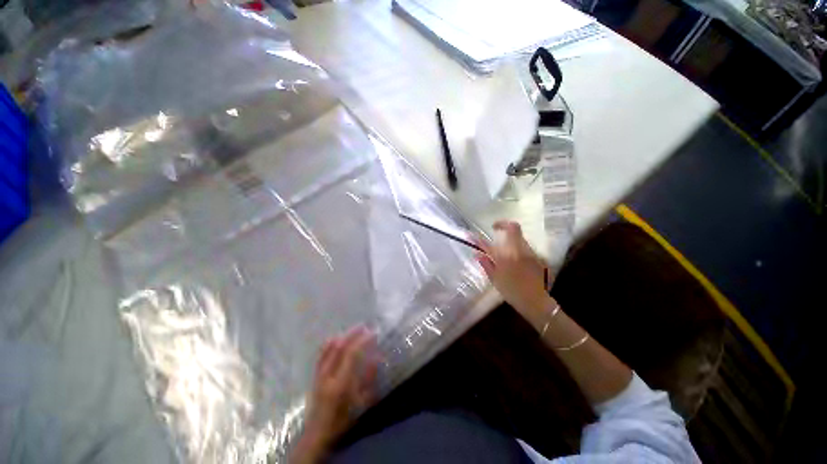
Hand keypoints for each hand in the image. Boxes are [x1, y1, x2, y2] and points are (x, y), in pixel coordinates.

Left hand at [291, 326, 379, 463]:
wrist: (317, 434)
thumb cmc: (343, 420)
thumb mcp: (361, 403)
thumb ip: (369, 379)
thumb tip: (378, 357)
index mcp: (340, 383)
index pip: (352, 354)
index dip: (363, 341)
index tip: (373, 333)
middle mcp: (328, 375)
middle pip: (340, 347)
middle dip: (353, 334)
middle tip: (364, 327)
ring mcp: (319, 374)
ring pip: (329, 348)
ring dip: (343, 336)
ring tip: (354, 331)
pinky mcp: (315, 375)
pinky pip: (321, 354)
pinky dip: (330, 343)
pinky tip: (337, 338)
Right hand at [475, 221, 551, 321]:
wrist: (536, 302)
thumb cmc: (513, 292)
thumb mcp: (495, 280)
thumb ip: (486, 264)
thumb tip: (477, 254)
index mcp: (504, 257)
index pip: (487, 244)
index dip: (477, 238)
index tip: (470, 235)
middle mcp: (517, 250)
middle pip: (513, 228)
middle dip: (503, 225)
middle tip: (496, 228)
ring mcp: (529, 252)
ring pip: (520, 236)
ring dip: (511, 236)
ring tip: (505, 245)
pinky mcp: (537, 256)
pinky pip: (525, 246)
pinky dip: (517, 246)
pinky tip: (515, 256)